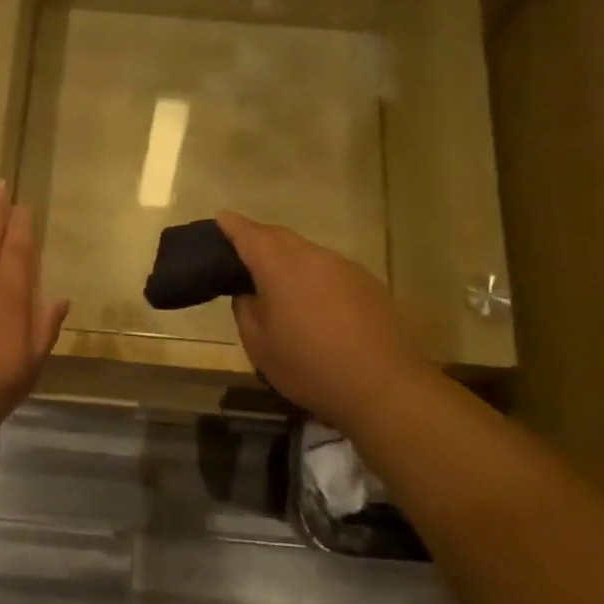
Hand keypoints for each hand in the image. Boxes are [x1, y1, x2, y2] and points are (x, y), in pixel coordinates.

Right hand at [216, 211, 429, 431]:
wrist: (382, 386)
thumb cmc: (309, 367)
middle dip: (259, 238)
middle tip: (242, 250)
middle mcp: (314, 257)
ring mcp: (346, 268)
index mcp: (281, 268)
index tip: (221, 217)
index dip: (232, 225)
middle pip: (280, 237)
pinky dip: (313, 276)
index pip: (250, 235)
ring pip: (308, 253)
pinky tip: (314, 303)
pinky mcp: (369, 283)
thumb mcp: (259, 346)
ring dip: (288, 259)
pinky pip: (330, 270)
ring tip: (277, 282)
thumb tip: (248, 294)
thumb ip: (246, 311)